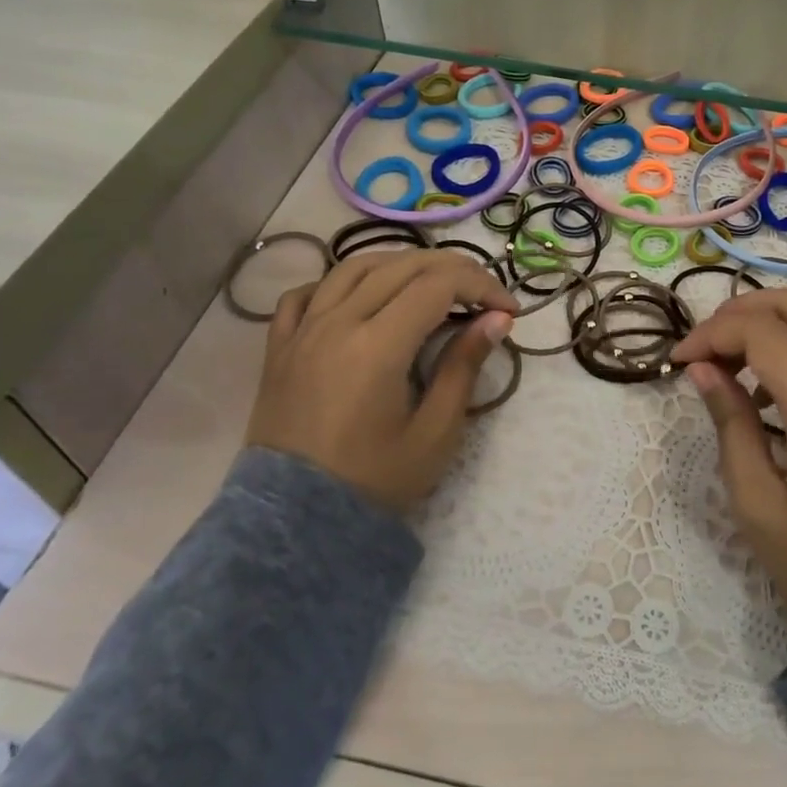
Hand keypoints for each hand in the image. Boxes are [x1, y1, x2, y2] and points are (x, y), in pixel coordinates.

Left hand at [245, 249, 517, 513]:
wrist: (295, 523)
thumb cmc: (373, 481)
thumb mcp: (434, 432)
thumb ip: (464, 367)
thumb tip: (497, 319)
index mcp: (376, 346)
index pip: (438, 285)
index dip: (481, 286)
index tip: (507, 310)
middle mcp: (337, 323)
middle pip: (401, 265)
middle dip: (452, 268)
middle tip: (482, 292)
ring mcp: (302, 331)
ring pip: (354, 266)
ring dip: (400, 264)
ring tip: (429, 282)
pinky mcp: (279, 347)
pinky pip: (306, 293)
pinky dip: (339, 283)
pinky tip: (360, 296)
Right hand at [672, 289, 786, 633]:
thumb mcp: (756, 504)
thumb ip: (730, 426)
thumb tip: (702, 369)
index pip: (765, 334)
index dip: (713, 335)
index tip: (678, 362)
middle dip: (738, 312)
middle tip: (702, 347)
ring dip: (760, 324)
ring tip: (721, 365)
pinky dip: (782, 345)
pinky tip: (757, 391)